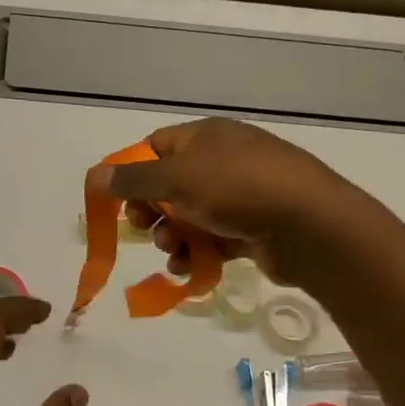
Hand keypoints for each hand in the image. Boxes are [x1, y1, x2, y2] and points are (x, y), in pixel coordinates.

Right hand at [87, 118, 354, 284]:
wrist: (310, 225)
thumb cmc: (237, 189)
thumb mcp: (177, 179)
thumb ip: (132, 179)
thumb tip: (94, 174)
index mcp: (205, 136)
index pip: (155, 147)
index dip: (132, 172)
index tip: (118, 200)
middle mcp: (222, 160)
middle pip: (170, 185)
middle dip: (152, 211)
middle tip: (145, 228)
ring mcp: (241, 194)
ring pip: (190, 216)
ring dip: (172, 237)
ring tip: (173, 252)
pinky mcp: (253, 227)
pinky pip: (213, 239)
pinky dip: (198, 253)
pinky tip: (190, 269)